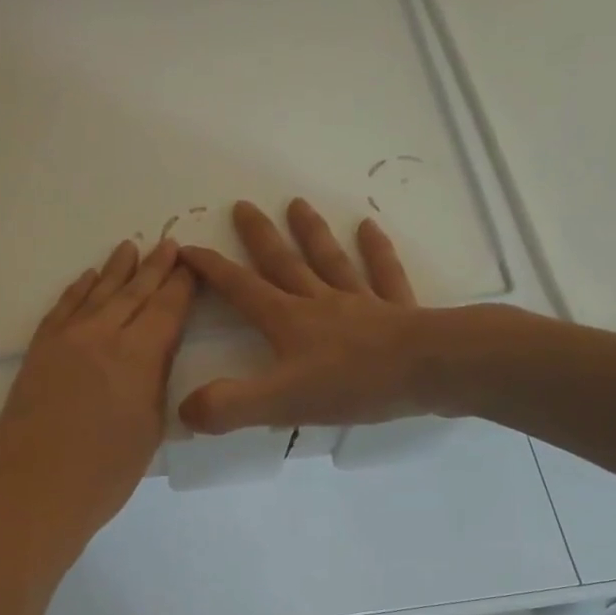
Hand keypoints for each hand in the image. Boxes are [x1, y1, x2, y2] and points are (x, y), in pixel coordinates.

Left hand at [0, 239, 194, 567]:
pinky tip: (87, 278)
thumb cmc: (104, 474)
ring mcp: (65, 340)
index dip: (182, 285)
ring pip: (97, 294)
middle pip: (134, 293)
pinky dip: (78, 290)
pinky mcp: (38, 352)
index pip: (167, 309)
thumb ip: (155, 381)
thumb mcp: (149, 430)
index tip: (192, 265)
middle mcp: (102, 336)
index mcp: (138, 356)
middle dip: (155, 269)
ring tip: (131, 248)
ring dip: (117, 270)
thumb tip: (157, 351)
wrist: (32, 492)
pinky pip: (62, 308)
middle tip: (169, 245)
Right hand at [178, 199, 434, 434]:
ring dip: (312, 234)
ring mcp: (361, 303)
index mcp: (288, 321)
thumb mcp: (281, 403)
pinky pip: (383, 275)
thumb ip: (230, 405)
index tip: (188, 247)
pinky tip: (370, 229)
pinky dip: (376, 251)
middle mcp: (320, 303)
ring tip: (298, 205)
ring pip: (330, 261)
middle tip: (243, 205)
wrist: (430, 369)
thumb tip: (185, 410)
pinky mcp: (398, 312)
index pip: (241, 289)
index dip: (212, 270)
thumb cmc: (354, 384)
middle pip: (284, 264)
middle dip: (260, 237)